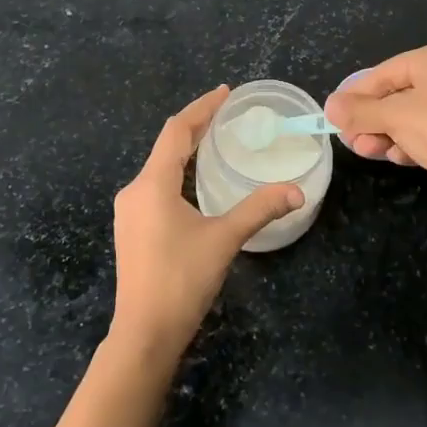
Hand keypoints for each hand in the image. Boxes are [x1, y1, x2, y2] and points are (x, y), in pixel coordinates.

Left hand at [110, 85, 302, 358]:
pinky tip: (195, 182)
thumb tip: (297, 190)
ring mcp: (129, 212)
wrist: (144, 334)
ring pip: (159, 167)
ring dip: (186, 151)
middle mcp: (135, 191)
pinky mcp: (132, 229)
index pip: (177, 131)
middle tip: (227, 114)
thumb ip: (259, 209)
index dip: (201, 108)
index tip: (225, 93)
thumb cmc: (181, 280)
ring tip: (215, 141)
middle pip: (166, 146)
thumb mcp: (224, 239)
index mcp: (152, 184)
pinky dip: (178, 173)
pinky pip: (155, 186)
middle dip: (196, 127)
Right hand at [324, 43, 426, 188]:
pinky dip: (411, 141)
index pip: (384, 73)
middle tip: (350, 140)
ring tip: (368, 151)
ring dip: (387, 133)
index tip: (335, 116)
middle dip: (372, 120)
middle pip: (398, 94)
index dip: (356, 96)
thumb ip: (359, 110)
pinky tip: (398, 157)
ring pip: (413, 114)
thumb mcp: (393, 117)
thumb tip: (329, 106)